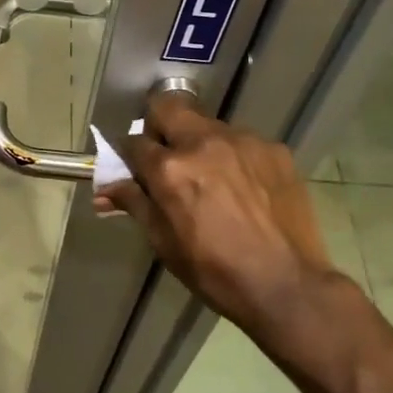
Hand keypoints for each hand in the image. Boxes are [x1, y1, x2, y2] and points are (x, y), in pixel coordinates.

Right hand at [95, 92, 350, 335]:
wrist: (286, 286)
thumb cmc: (213, 270)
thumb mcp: (163, 242)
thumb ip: (135, 203)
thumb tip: (105, 188)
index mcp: (170, 169)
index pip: (133, 142)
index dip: (128, 154)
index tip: (133, 167)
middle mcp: (204, 143)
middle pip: (168, 106)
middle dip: (159, 125)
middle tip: (167, 155)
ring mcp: (243, 142)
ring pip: (208, 125)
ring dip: (200, 143)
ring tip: (213, 178)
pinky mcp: (274, 149)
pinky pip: (243, 142)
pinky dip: (234, 157)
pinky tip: (245, 188)